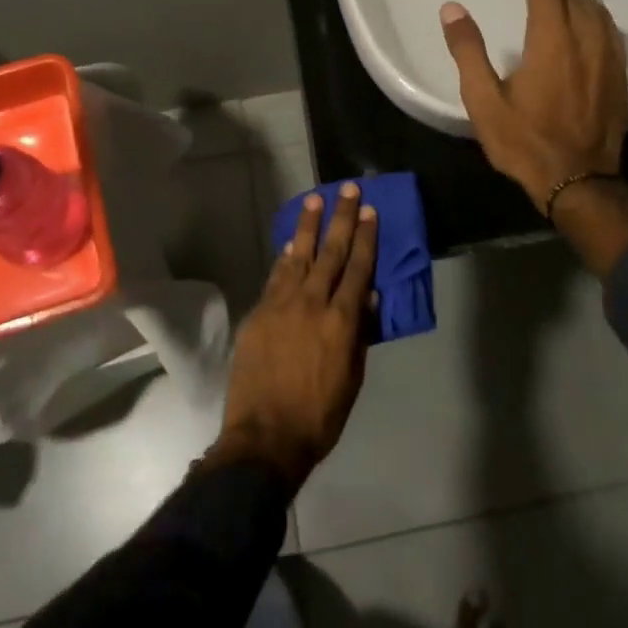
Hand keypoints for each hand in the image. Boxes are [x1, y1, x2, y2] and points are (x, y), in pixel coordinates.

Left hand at [208, 183, 378, 488]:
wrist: (264, 438)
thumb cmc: (319, 416)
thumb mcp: (352, 378)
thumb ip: (360, 333)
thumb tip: (367, 295)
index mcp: (341, 321)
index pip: (358, 268)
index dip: (365, 237)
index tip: (369, 211)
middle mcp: (312, 304)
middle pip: (330, 252)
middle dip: (341, 218)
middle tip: (347, 189)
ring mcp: (281, 305)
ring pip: (298, 256)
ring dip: (308, 227)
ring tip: (314, 200)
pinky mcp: (258, 313)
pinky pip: (275, 277)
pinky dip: (285, 258)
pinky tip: (291, 244)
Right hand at [440, 0, 627, 209]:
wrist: (579, 183)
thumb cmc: (525, 143)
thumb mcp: (484, 101)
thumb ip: (468, 51)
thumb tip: (452, 9)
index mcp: (551, 41)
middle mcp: (585, 39)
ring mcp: (608, 57)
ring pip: (594, 6)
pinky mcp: (619, 75)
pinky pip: (608, 28)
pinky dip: (590, 12)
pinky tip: (580, 22)